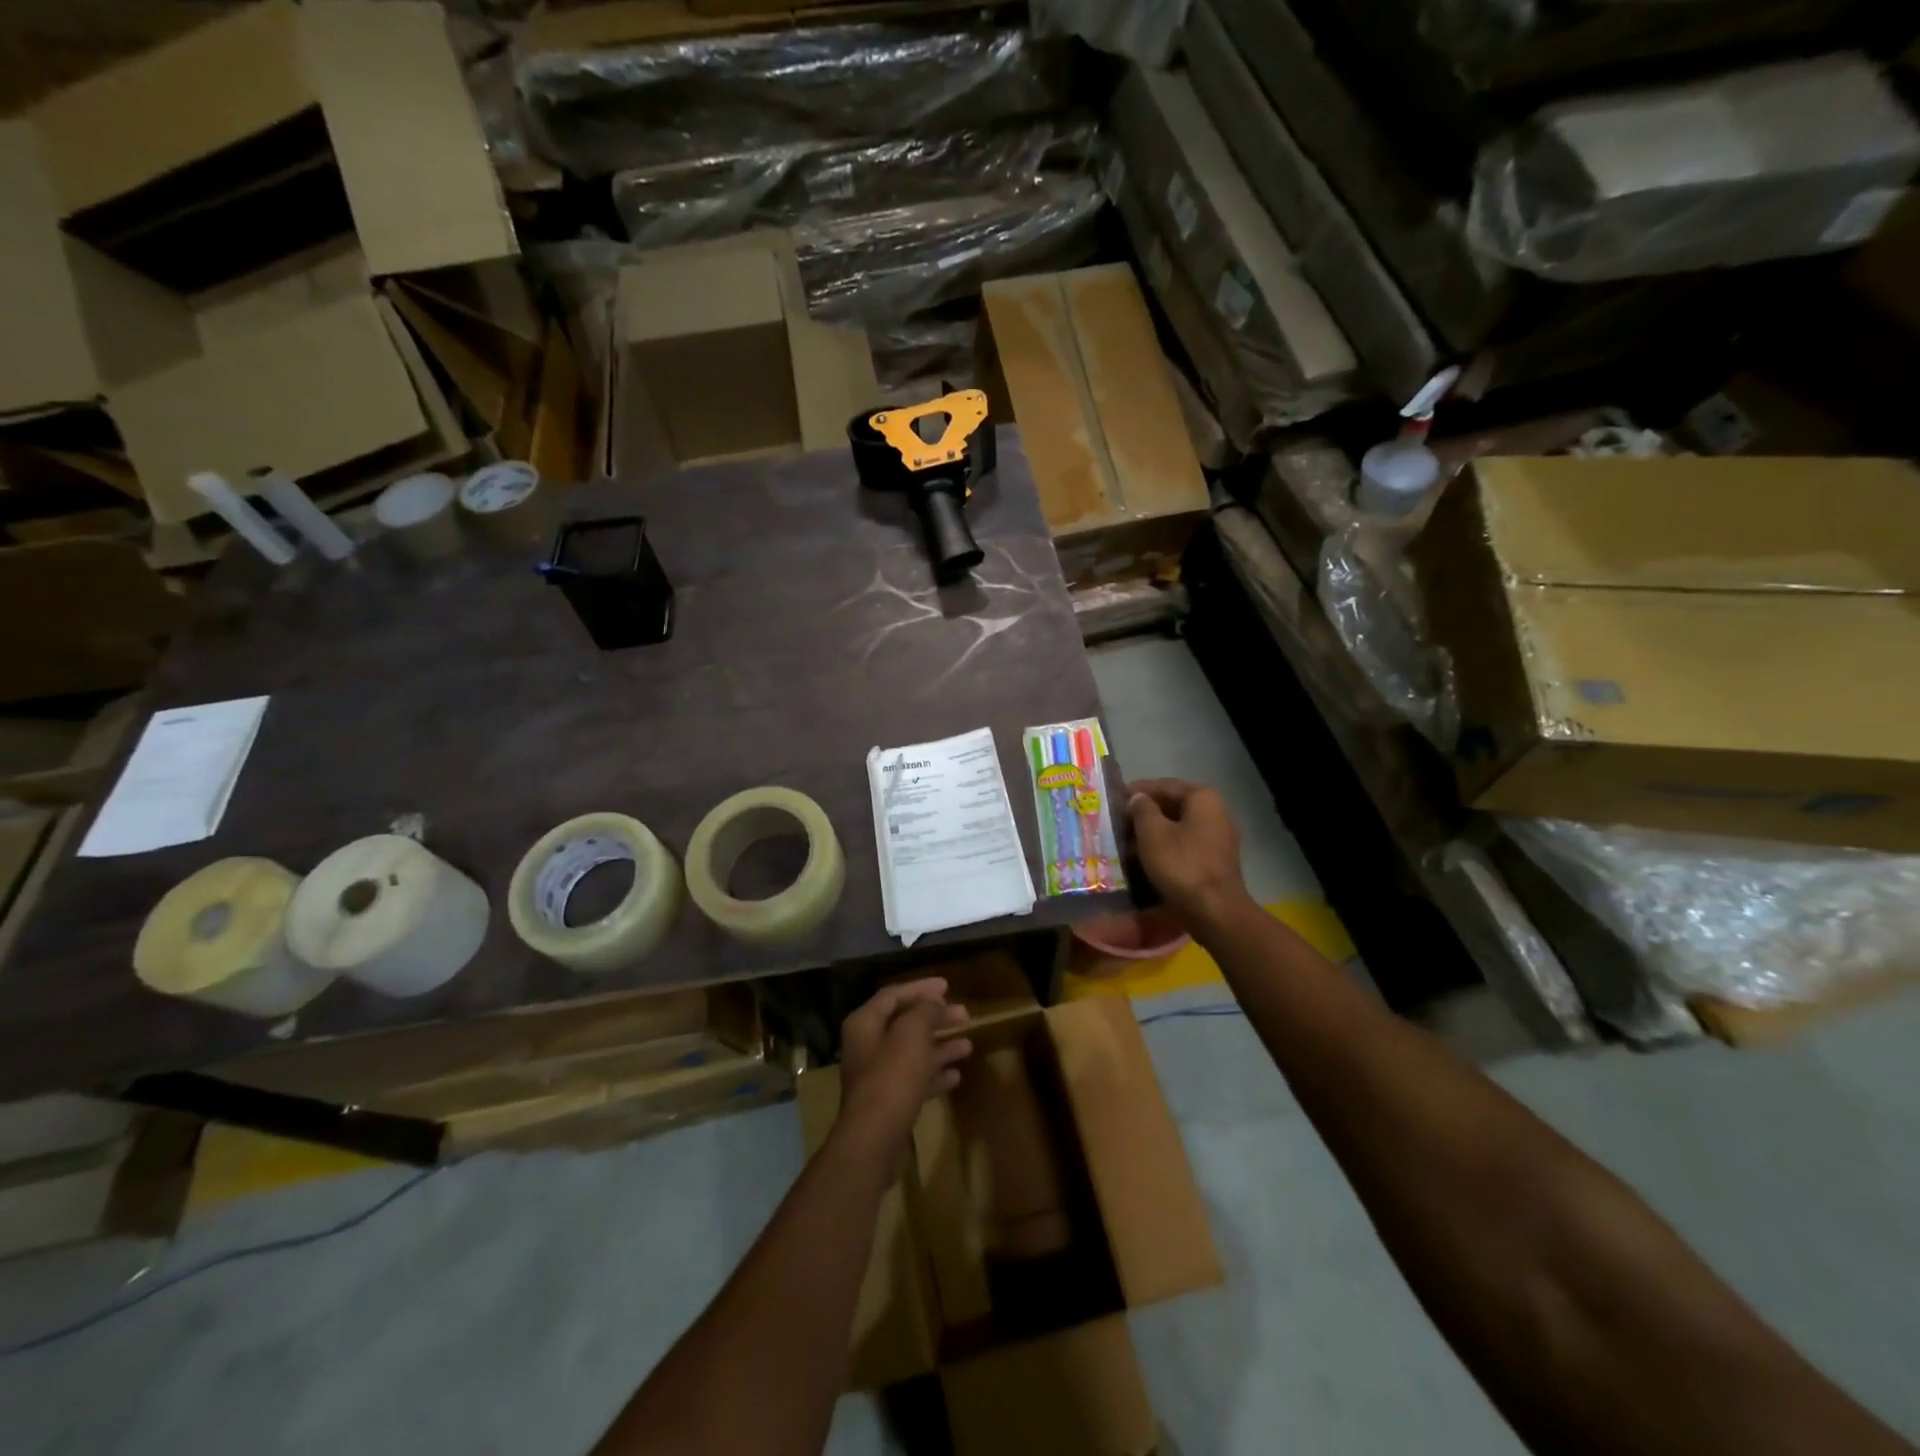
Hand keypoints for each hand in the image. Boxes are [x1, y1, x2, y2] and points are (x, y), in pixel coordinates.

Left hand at [836, 978, 971, 1157]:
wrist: (875, 1138)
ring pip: (913, 1052)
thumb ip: (925, 1011)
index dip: (921, 988)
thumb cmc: (893, 1075)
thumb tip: (934, 1002)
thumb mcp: (913, 1032)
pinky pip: (915, 1080)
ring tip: (968, 1045)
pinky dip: (935, 1075)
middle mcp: (868, 1045)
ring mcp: (878, 1075)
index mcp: (865, 1023)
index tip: (948, 986)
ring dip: (940, 1047)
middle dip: (936, 1018)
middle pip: (906, 1023)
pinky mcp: (889, 1101)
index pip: (894, 994)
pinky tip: (956, 1076)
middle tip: (964, 1015)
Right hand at [1127, 778, 1251, 925]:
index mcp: (1202, 798)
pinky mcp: (1215, 861)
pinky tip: (1145, 859)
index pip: (1164, 785)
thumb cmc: (1181, 865)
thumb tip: (1137, 798)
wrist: (1215, 911)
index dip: (1138, 790)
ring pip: (1178, 828)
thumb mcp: (1152, 832)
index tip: (1115, 798)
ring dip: (1153, 833)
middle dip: (1144, 813)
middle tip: (1118, 822)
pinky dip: (1165, 848)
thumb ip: (1142, 809)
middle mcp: (1215, 812)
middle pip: (1173, 806)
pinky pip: (1185, 846)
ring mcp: (1218, 838)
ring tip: (1126, 842)